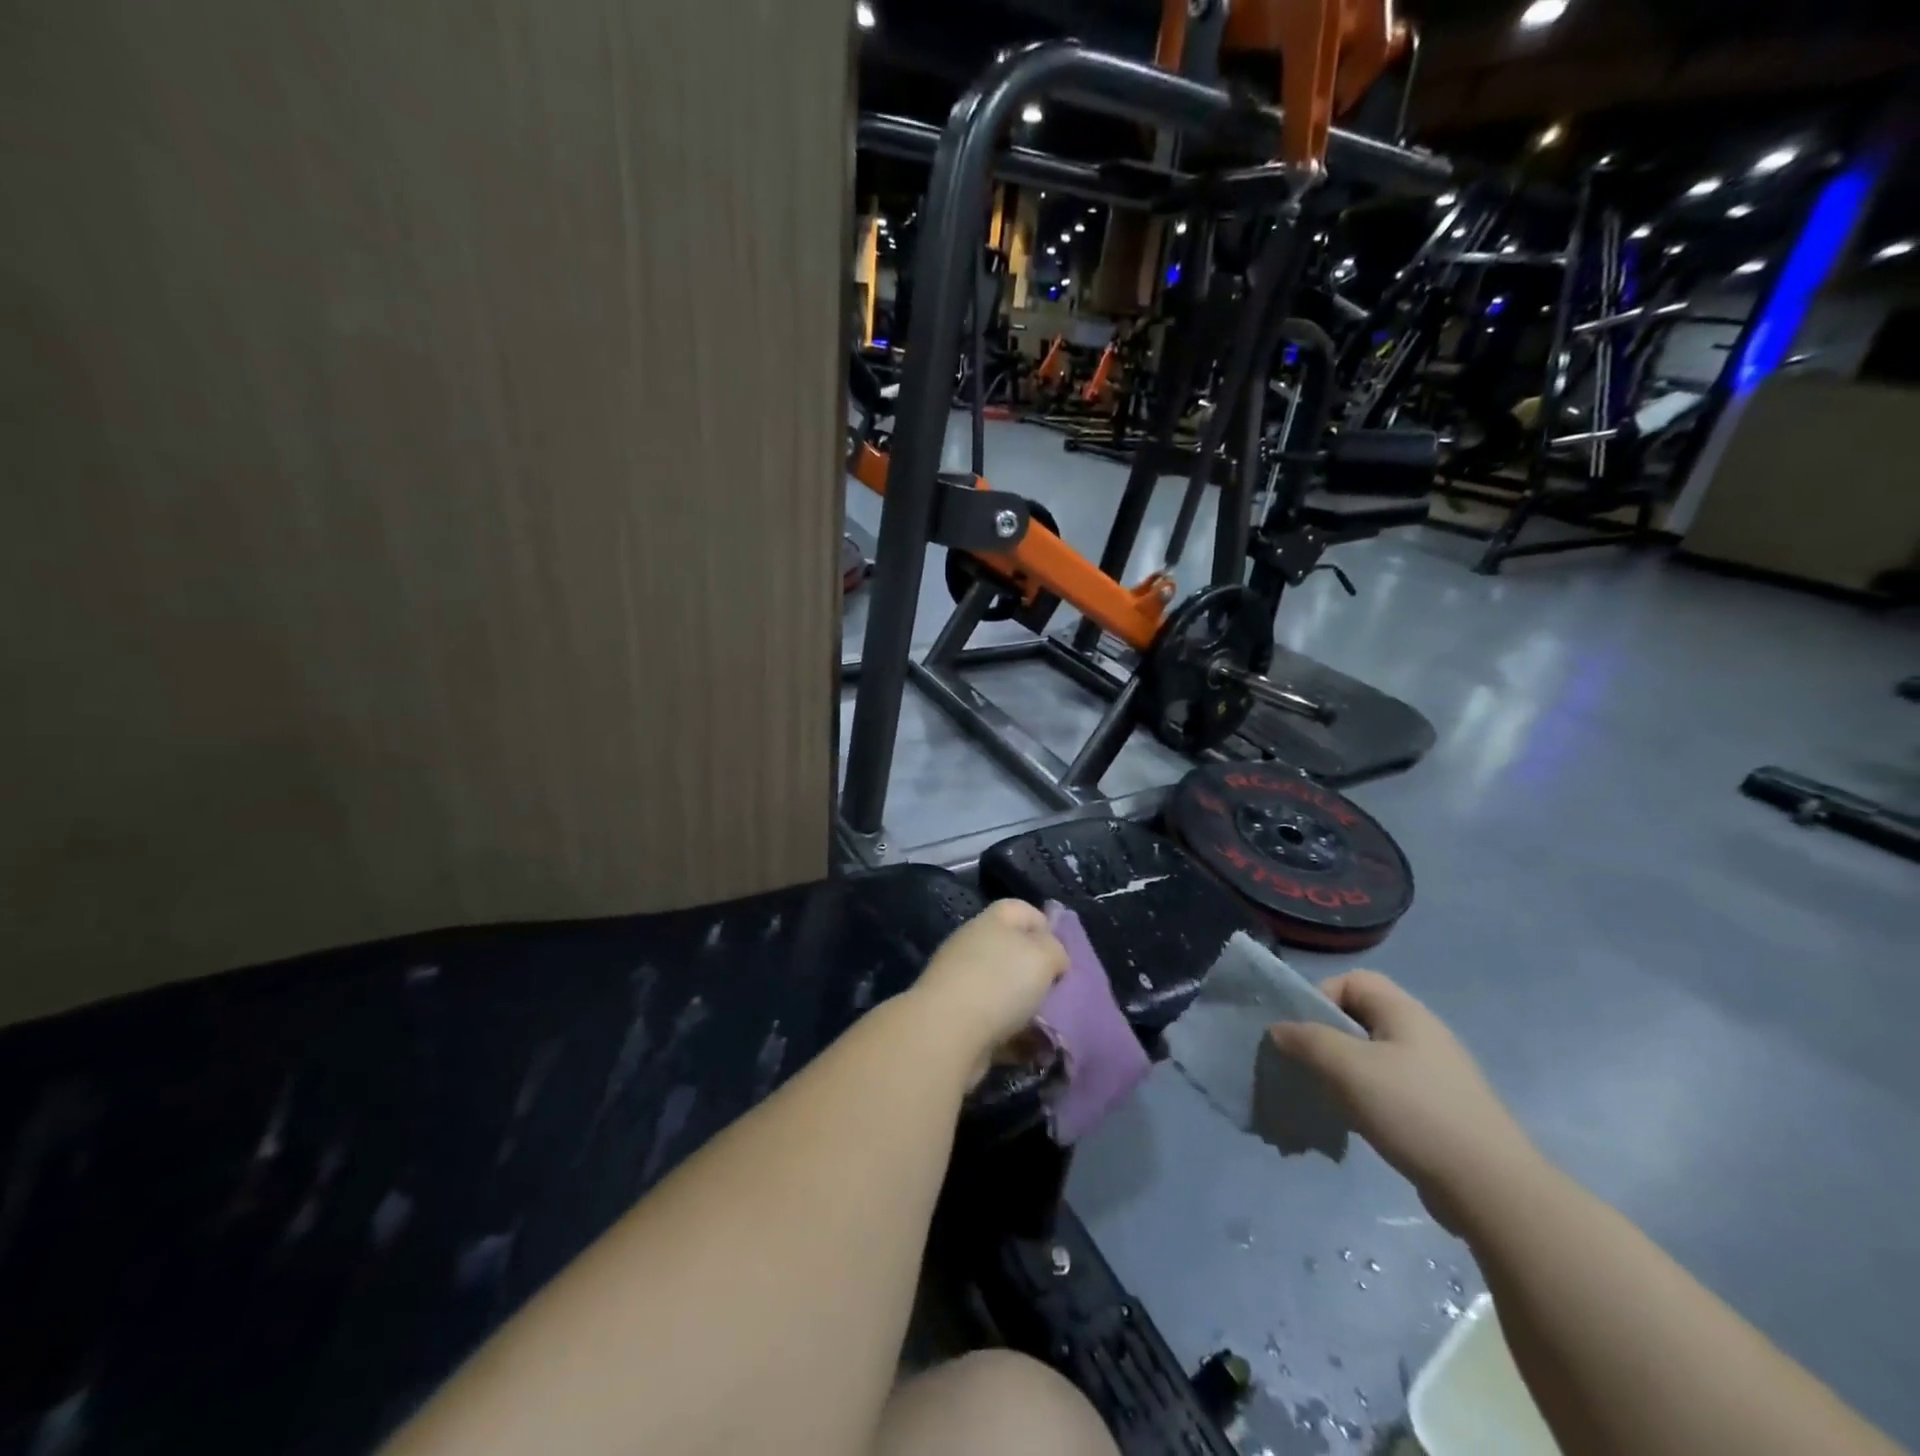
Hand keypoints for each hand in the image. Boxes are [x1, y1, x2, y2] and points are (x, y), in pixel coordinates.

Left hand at [912, 901, 1067, 1086]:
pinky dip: (1016, 1040)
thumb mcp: (1043, 956)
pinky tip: (1036, 1052)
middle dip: (1039, 974)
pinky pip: (996, 1027)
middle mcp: (974, 948)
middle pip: (1013, 953)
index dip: (1046, 926)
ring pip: (1006, 992)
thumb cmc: (999, 984)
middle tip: (1061, 993)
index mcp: (991, 923)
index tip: (1063, 955)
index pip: (1021, 910)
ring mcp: (963, 985)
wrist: (946, 1034)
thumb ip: (1055, 950)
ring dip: (1030, 1010)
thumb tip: (1053, 958)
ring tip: (1053, 1028)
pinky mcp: (959, 1022)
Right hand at [1271, 970, 1540, 1232]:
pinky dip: (1366, 1100)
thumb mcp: (1348, 1068)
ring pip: (1372, 1057)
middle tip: (1308, 1067)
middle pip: (1360, 1018)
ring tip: (1329, 1100)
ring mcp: (1435, 1074)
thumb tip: (1279, 1029)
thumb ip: (1307, 1041)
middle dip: (1327, 1039)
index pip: (1352, 981)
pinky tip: (1358, 1124)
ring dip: (1344, 1073)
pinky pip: (1389, 1089)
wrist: (1491, 1188)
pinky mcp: (1440, 1110)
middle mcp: (1422, 1034)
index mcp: (1405, 1013)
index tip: (1304, 1033)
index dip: (1321, 998)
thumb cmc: (1414, 1111)